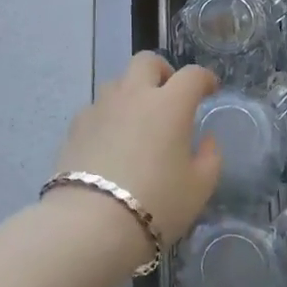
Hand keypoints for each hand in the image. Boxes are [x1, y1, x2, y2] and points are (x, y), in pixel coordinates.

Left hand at [52, 53, 220, 243]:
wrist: (91, 224)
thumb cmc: (157, 204)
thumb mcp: (199, 188)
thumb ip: (210, 158)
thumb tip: (207, 139)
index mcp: (170, 104)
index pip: (192, 76)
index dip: (205, 79)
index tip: (210, 89)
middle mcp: (134, 95)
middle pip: (147, 62)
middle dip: (163, 71)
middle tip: (169, 95)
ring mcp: (101, 107)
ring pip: (118, 82)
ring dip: (132, 92)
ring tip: (138, 120)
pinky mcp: (76, 125)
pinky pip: (97, 108)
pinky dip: (109, 116)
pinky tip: (111, 141)